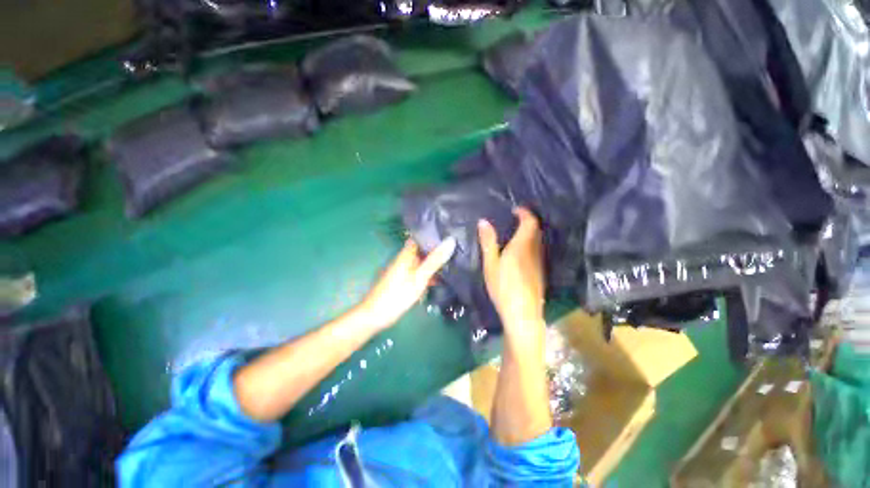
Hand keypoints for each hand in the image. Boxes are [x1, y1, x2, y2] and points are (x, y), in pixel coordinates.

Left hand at [357, 238, 456, 330]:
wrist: (376, 316)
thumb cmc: (398, 295)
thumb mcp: (420, 277)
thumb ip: (435, 260)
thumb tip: (451, 240)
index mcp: (407, 253)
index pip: (422, 237)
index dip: (435, 234)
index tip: (451, 232)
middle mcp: (405, 258)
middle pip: (423, 249)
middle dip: (438, 249)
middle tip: (458, 248)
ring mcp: (404, 270)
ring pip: (423, 261)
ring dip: (435, 262)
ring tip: (454, 262)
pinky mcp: (404, 280)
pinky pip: (420, 272)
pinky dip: (429, 273)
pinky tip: (441, 279)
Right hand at [478, 207, 545, 332]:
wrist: (522, 314)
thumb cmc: (503, 287)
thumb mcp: (491, 264)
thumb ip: (488, 242)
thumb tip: (484, 221)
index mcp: (521, 246)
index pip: (530, 222)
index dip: (524, 213)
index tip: (515, 210)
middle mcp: (534, 251)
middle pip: (536, 230)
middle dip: (527, 221)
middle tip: (514, 220)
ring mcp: (539, 263)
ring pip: (538, 241)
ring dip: (529, 233)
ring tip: (515, 234)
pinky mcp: (540, 273)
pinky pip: (537, 251)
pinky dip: (530, 245)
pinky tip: (520, 254)